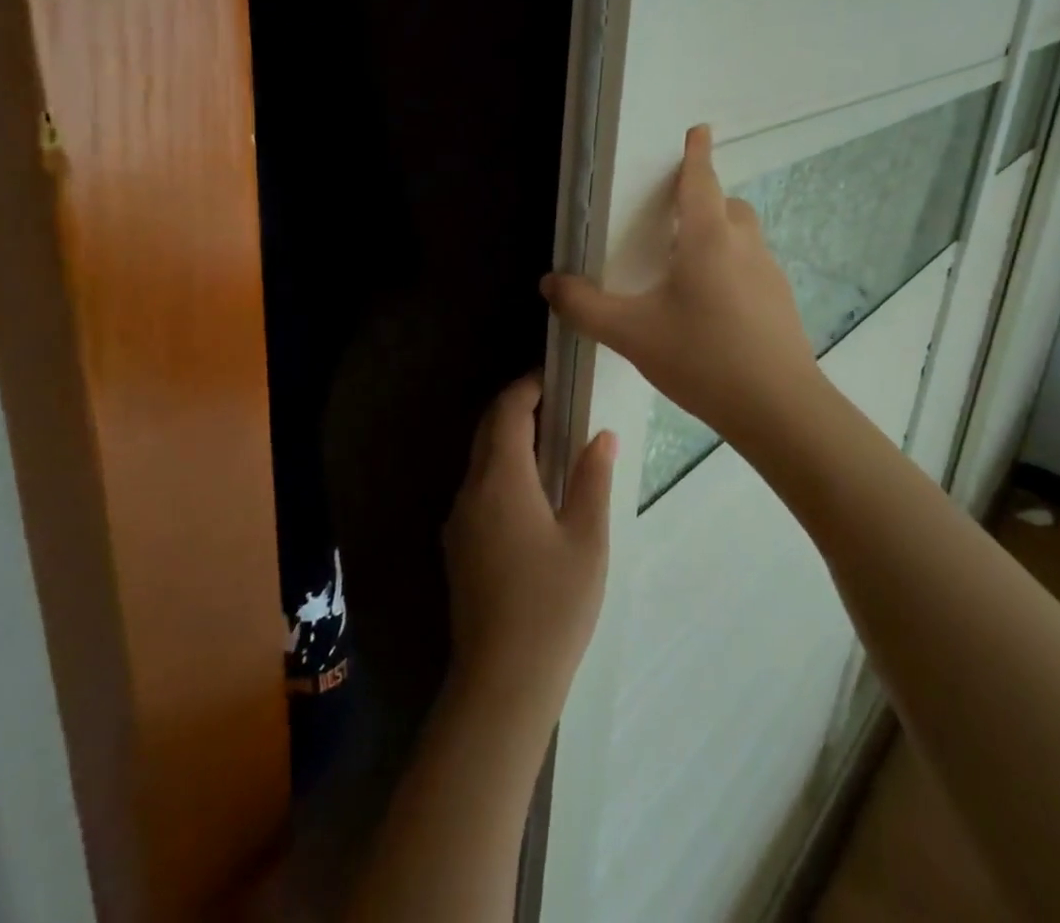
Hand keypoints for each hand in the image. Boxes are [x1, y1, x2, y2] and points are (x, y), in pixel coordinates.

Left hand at [442, 375, 614, 732]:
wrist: (501, 682)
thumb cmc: (552, 606)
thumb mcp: (586, 539)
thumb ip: (592, 480)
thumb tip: (601, 436)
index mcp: (501, 480)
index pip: (508, 411)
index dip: (528, 387)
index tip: (555, 377)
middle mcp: (471, 490)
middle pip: (488, 429)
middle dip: (517, 407)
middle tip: (557, 403)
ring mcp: (459, 520)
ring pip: (479, 459)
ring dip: (508, 439)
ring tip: (550, 442)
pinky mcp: (458, 546)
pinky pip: (477, 487)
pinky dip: (501, 469)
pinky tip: (531, 491)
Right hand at [542, 124, 821, 443]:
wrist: (778, 409)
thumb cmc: (702, 358)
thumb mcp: (632, 334)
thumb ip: (585, 307)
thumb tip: (550, 283)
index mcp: (708, 238)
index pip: (702, 181)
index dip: (697, 154)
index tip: (700, 130)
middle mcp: (744, 246)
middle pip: (727, 205)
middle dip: (705, 199)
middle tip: (676, 217)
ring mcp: (769, 274)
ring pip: (743, 236)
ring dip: (720, 235)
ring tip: (688, 266)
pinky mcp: (781, 303)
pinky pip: (753, 267)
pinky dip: (732, 267)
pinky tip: (712, 307)